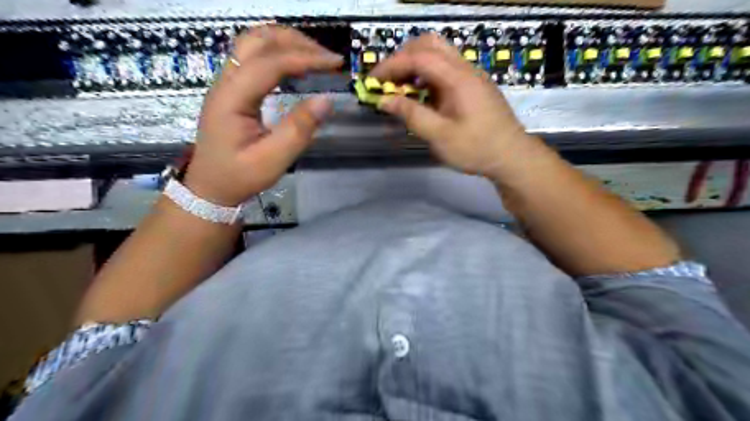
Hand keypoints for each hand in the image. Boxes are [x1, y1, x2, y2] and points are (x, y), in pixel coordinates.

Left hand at [184, 25, 341, 204]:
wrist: (211, 186)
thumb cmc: (240, 176)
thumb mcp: (272, 160)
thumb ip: (298, 130)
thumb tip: (326, 100)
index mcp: (232, 99)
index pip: (269, 63)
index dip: (304, 58)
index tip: (334, 64)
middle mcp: (225, 82)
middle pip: (257, 39)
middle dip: (295, 41)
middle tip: (326, 58)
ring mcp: (226, 83)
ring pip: (254, 43)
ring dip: (286, 42)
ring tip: (316, 57)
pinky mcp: (232, 89)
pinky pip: (254, 57)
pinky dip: (279, 53)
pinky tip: (297, 66)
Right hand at [373, 33, 542, 175]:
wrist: (512, 156)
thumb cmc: (476, 148)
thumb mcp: (440, 136)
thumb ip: (411, 115)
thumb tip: (384, 100)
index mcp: (457, 78)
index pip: (418, 57)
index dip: (391, 65)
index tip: (373, 81)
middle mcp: (465, 68)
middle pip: (429, 44)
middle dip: (403, 57)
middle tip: (387, 80)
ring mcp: (472, 75)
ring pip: (439, 53)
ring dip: (415, 64)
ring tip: (400, 87)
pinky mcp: (474, 85)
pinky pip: (446, 68)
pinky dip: (427, 74)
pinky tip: (421, 94)